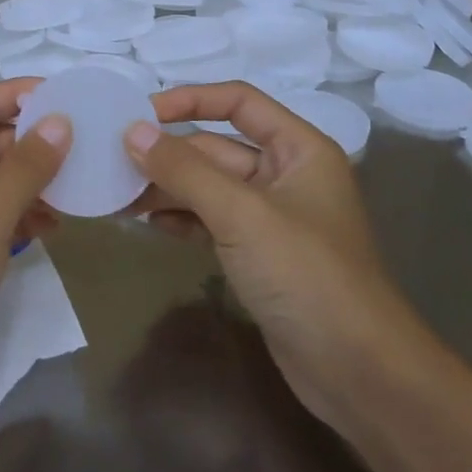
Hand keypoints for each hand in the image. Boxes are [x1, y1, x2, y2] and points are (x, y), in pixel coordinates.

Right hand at [123, 83, 424, 434]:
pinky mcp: (258, 255)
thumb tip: (132, 131)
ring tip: (119, 196)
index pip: (239, 102)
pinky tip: (148, 224)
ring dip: (167, 188)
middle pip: (218, 148)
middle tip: (113, 161)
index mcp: (299, 148)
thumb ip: (184, 170)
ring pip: (210, 187)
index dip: (190, 99)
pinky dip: (181, 219)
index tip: (140, 112)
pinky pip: (212, 221)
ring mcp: (272, 218)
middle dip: (168, 154)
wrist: (358, 371)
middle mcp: (286, 174)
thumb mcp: (241, 214)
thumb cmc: (306, 275)